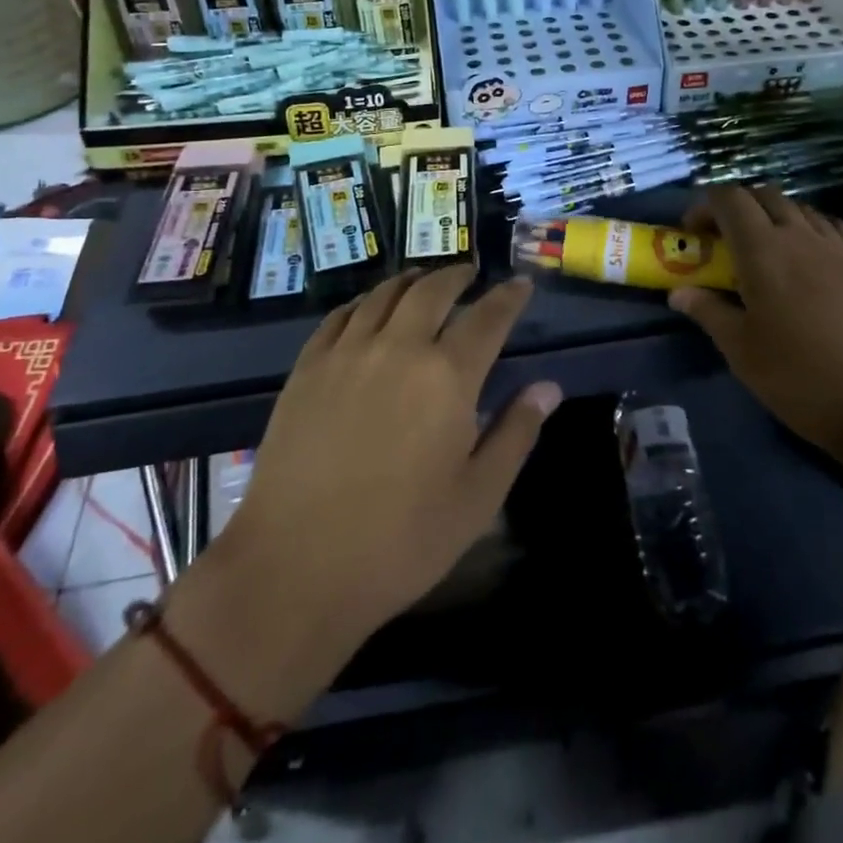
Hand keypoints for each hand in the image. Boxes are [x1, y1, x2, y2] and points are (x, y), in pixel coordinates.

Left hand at [225, 267, 559, 652]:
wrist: (294, 568)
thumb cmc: (400, 541)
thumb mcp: (477, 497)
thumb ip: (516, 433)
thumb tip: (548, 387)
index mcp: (447, 377)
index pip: (488, 318)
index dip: (509, 297)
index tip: (521, 284)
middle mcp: (399, 348)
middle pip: (433, 291)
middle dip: (458, 276)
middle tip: (471, 274)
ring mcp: (347, 353)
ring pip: (385, 295)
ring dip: (412, 280)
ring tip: (424, 280)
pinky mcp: (307, 368)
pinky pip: (340, 316)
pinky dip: (364, 302)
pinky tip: (369, 308)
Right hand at [668, 186, 842, 489]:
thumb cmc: (801, 379)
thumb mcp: (742, 351)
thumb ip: (708, 312)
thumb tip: (679, 292)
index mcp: (764, 251)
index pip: (729, 198)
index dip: (704, 205)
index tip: (693, 234)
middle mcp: (801, 235)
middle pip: (764, 195)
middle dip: (737, 208)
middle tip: (724, 241)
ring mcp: (839, 247)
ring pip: (800, 208)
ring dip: (773, 216)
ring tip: (764, 251)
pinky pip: (832, 227)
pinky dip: (811, 229)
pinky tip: (809, 258)